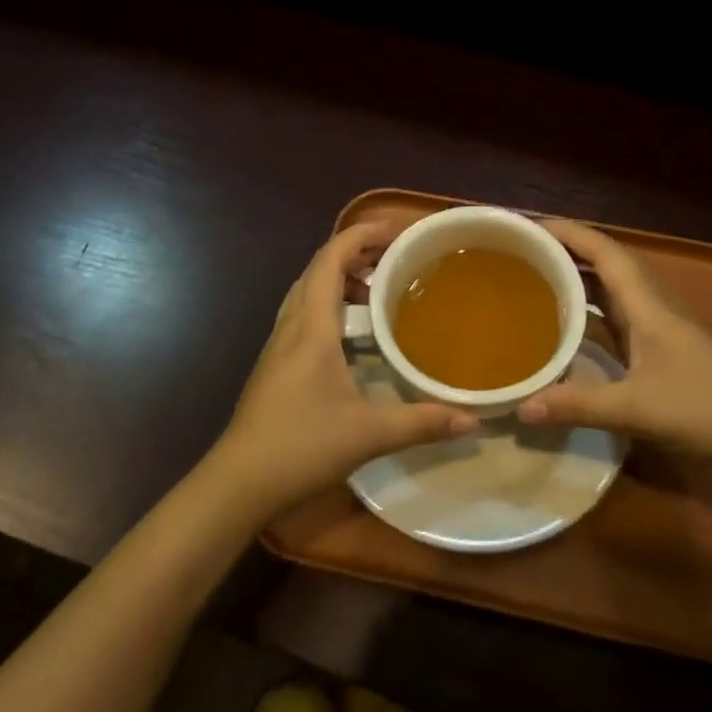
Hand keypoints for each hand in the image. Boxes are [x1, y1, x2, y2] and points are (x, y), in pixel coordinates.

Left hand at [208, 219, 477, 519]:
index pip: (330, 260)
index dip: (360, 235)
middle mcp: (292, 326)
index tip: (395, 229)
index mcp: (312, 327)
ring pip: (308, 291)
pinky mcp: (275, 364)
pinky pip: (304, 313)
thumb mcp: (369, 434)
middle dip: (355, 252)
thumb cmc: (301, 446)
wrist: (238, 482)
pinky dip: (330, 303)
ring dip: (340, 278)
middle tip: (395, 256)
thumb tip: (472, 419)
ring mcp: (279, 345)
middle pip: (318, 269)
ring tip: (378, 287)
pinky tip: (352, 332)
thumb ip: (422, 422)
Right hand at [520, 220, 711, 472]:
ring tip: (536, 282)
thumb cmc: (707, 409)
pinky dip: (590, 315)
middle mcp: (653, 306)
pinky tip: (567, 330)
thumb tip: (521, 407)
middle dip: (567, 252)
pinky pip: (617, 319)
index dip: (569, 233)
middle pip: (606, 264)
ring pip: (612, 291)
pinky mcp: (662, 351)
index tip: (529, 228)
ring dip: (579, 280)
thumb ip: (579, 405)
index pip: (605, 252)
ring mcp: (659, 328)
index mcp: (648, 304)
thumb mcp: (637, 408)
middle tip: (523, 254)